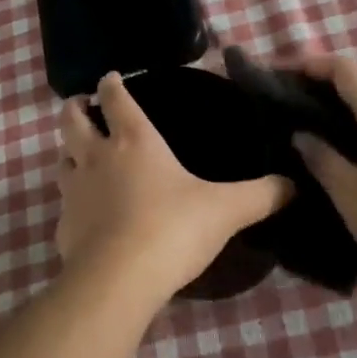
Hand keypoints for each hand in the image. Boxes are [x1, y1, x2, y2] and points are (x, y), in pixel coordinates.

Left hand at [55, 72, 290, 310]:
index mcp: (135, 141)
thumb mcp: (226, 210)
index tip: (109, 77)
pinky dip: (72, 203)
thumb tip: (294, 185)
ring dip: (70, 152)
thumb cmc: (172, 229)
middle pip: (73, 120)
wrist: (118, 280)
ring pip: (62, 159)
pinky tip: (86, 216)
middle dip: (75, 108)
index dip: (111, 85)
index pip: (115, 99)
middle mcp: (98, 157)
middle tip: (81, 105)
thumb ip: (261, 195)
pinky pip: (64, 205)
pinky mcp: (63, 226)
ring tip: (81, 156)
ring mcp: (74, 191)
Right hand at [290, 55, 356, 281]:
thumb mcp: (351, 193)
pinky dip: (353, 137)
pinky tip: (335, 162)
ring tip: (302, 134)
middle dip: (318, 91)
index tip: (277, 74)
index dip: (309, 64)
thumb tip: (302, 135)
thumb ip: (323, 159)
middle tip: (282, 109)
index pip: (343, 70)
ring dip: (335, 116)